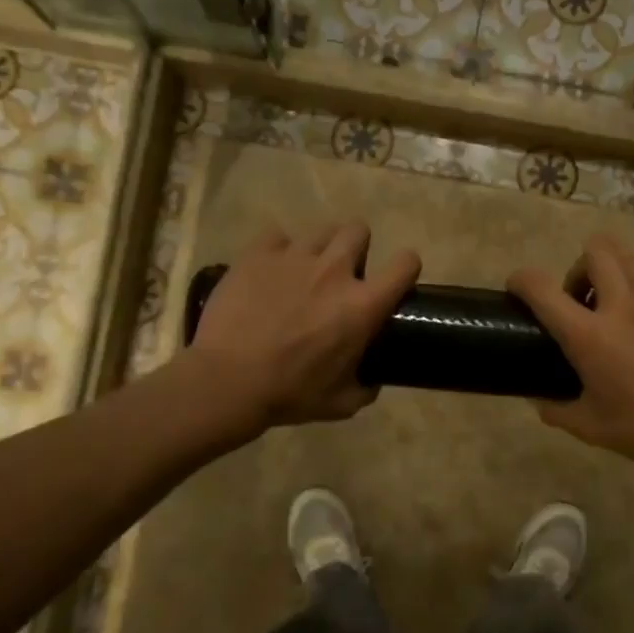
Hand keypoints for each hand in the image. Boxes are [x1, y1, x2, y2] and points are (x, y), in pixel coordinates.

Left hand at [188, 220, 420, 429]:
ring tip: (303, 272)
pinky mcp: (257, 253)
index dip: (405, 268)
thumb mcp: (342, 403)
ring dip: (319, 248)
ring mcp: (293, 257)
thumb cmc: (290, 394)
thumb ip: (366, 387)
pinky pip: (276, 236)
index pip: (405, 264)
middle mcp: (334, 271)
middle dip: (356, 248)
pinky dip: (277, 250)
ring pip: (319, 230)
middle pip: (359, 230)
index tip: (395, 281)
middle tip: (342, 275)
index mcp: (362, 305)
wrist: (228, 382)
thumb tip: (372, 379)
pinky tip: (269, 271)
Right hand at [508, 234, 633, 478]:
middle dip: (580, 267)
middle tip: (582, 299)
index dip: (522, 280)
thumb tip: (538, 399)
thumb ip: (556, 409)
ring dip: (617, 272)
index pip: (541, 288)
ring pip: (632, 258)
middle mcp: (622, 306)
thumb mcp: (589, 427)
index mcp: (589, 336)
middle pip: (596, 250)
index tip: (517, 288)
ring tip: (618, 300)